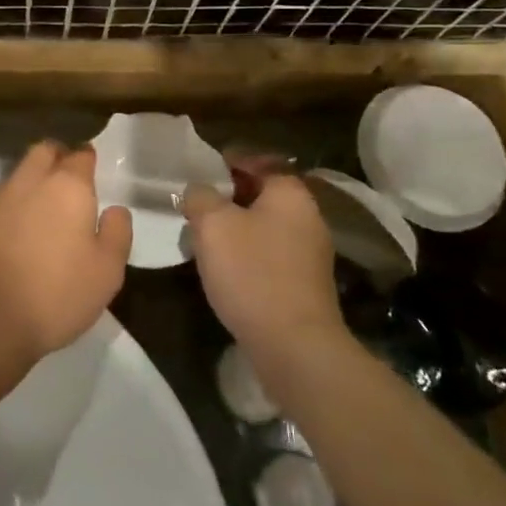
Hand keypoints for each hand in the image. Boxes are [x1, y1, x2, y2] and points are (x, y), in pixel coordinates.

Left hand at [0, 142, 131, 362]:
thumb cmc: (57, 295)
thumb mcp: (107, 271)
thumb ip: (117, 232)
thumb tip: (115, 210)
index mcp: (67, 187)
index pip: (80, 155)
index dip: (88, 159)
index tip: (93, 171)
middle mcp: (29, 182)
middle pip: (44, 152)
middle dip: (57, 158)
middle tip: (68, 182)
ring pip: (18, 174)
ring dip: (31, 181)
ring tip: (41, 210)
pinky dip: (10, 206)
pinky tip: (14, 232)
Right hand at [182, 171, 343, 366]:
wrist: (294, 345)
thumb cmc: (252, 272)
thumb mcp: (213, 224)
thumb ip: (200, 197)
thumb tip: (199, 191)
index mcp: (290, 192)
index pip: (258, 160)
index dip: (226, 162)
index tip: (198, 172)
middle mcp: (308, 215)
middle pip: (262, 193)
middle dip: (228, 197)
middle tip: (195, 207)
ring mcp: (311, 251)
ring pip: (265, 225)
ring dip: (236, 228)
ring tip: (203, 239)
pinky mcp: (305, 283)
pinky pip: (270, 254)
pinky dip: (248, 254)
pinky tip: (226, 270)